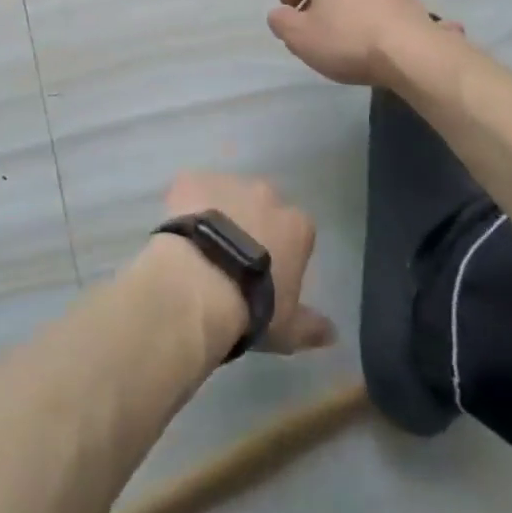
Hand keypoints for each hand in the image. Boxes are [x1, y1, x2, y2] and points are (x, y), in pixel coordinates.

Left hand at [163, 171, 335, 353]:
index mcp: (296, 225)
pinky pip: (190, 188)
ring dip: (218, 211)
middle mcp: (265, 194)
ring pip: (225, 193)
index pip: (296, 230)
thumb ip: (311, 326)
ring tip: (201, 245)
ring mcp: (227, 182)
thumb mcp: (288, 329)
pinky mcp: (191, 179)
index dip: (282, 249)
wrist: (200, 284)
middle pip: (261, 204)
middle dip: (251, 223)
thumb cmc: (251, 308)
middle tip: (232, 255)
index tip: (268, 271)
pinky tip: (178, 231)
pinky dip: (186, 204)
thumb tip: (333, 333)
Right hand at [266, 0, 432, 85]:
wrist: (412, 53)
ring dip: (348, 6)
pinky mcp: (412, 3)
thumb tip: (278, 13)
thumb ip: (282, 22)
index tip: (290, 8)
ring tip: (344, 35)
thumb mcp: (300, 37)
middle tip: (314, 23)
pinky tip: (372, 41)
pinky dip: (372, 17)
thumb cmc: (347, 40)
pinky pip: (383, 5)